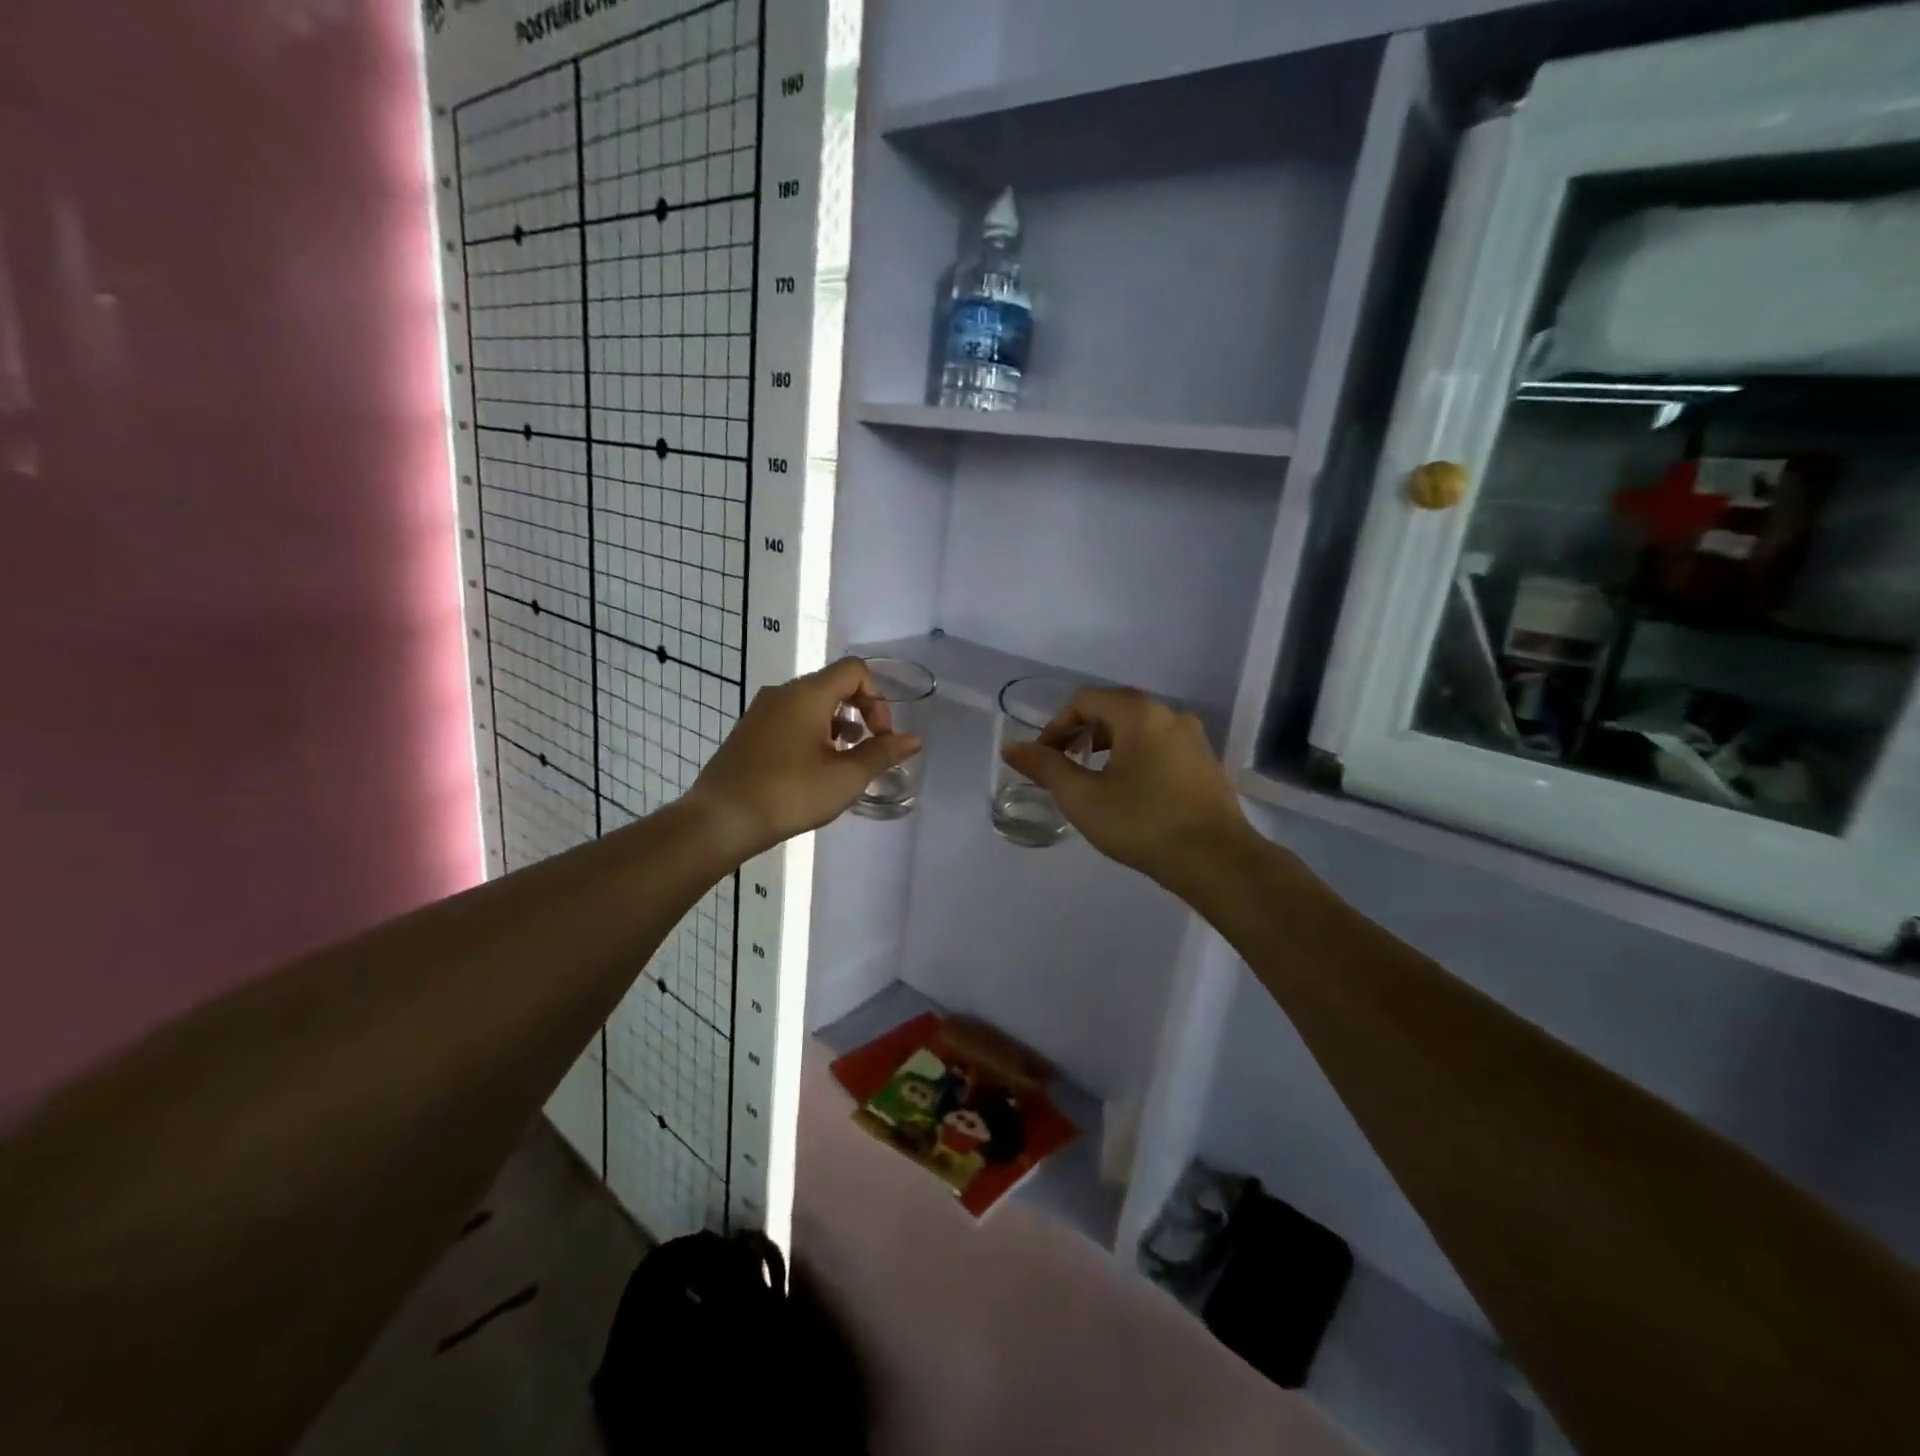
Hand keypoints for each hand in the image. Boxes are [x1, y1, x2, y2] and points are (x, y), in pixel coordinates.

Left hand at [689, 657, 922, 858]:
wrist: (720, 820)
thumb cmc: (789, 794)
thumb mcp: (845, 777)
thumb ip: (882, 754)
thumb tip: (914, 739)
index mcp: (807, 694)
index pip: (854, 670)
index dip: (877, 699)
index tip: (879, 737)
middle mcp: (782, 693)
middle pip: (833, 684)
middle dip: (860, 713)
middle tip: (866, 752)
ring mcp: (760, 712)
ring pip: (811, 704)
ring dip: (836, 726)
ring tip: (842, 763)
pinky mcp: (748, 732)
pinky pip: (790, 719)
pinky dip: (811, 734)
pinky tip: (811, 771)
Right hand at [1000, 688, 1254, 892]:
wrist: (1216, 861)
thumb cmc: (1142, 823)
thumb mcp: (1082, 797)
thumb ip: (1045, 767)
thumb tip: (1012, 748)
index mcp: (1139, 713)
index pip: (1084, 700)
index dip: (1056, 726)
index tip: (1044, 760)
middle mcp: (1169, 714)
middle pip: (1113, 710)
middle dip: (1081, 735)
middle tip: (1065, 769)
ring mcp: (1193, 738)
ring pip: (1138, 729)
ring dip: (1108, 747)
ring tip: (1094, 783)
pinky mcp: (1205, 763)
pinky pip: (1160, 747)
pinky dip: (1135, 758)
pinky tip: (1130, 794)